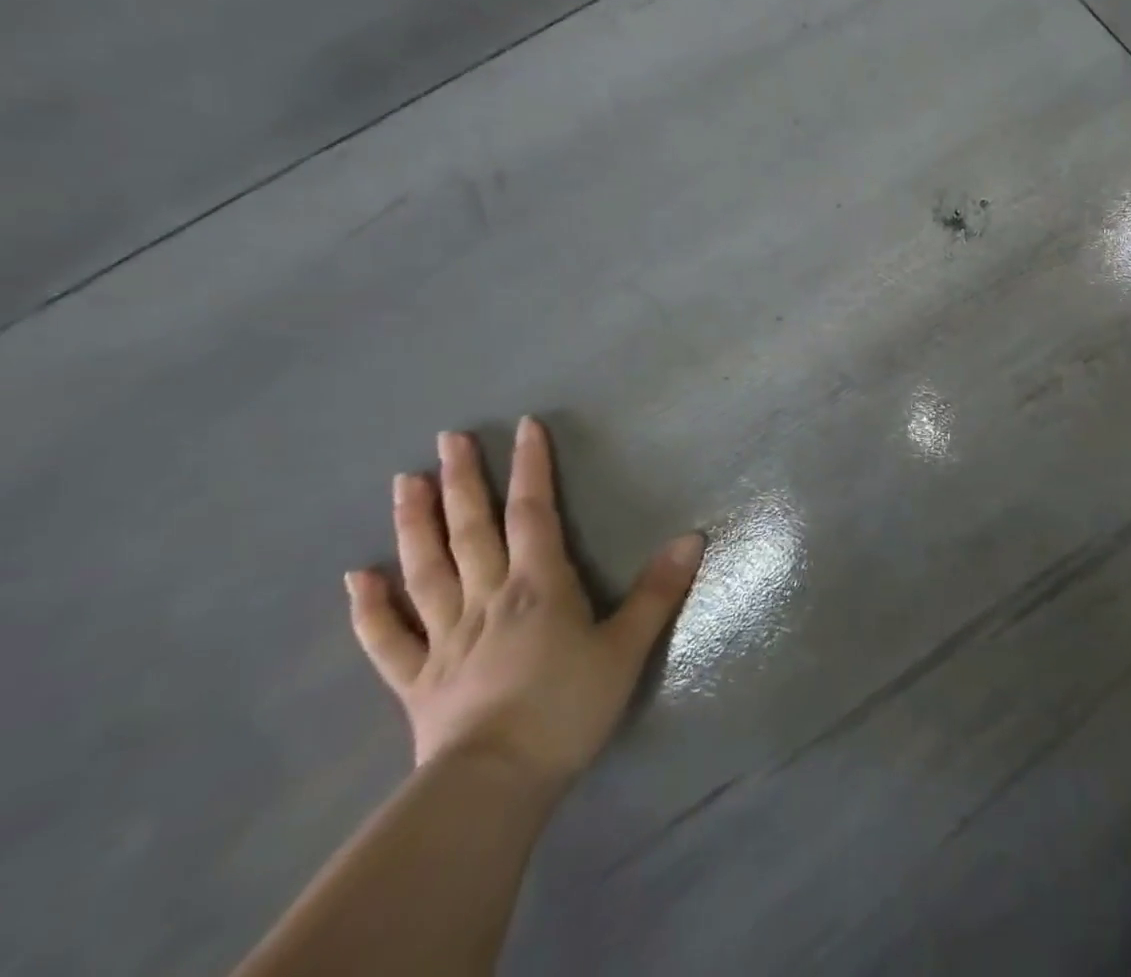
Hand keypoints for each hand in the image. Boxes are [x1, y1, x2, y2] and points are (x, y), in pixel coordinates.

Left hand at [344, 416, 704, 785]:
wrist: (494, 785)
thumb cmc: (567, 708)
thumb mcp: (627, 648)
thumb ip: (658, 591)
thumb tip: (693, 537)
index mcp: (538, 586)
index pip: (534, 512)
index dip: (531, 467)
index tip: (524, 427)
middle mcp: (487, 597)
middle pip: (472, 530)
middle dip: (463, 481)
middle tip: (447, 439)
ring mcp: (445, 638)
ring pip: (426, 570)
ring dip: (414, 524)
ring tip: (403, 482)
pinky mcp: (416, 680)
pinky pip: (387, 638)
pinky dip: (369, 607)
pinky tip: (355, 578)